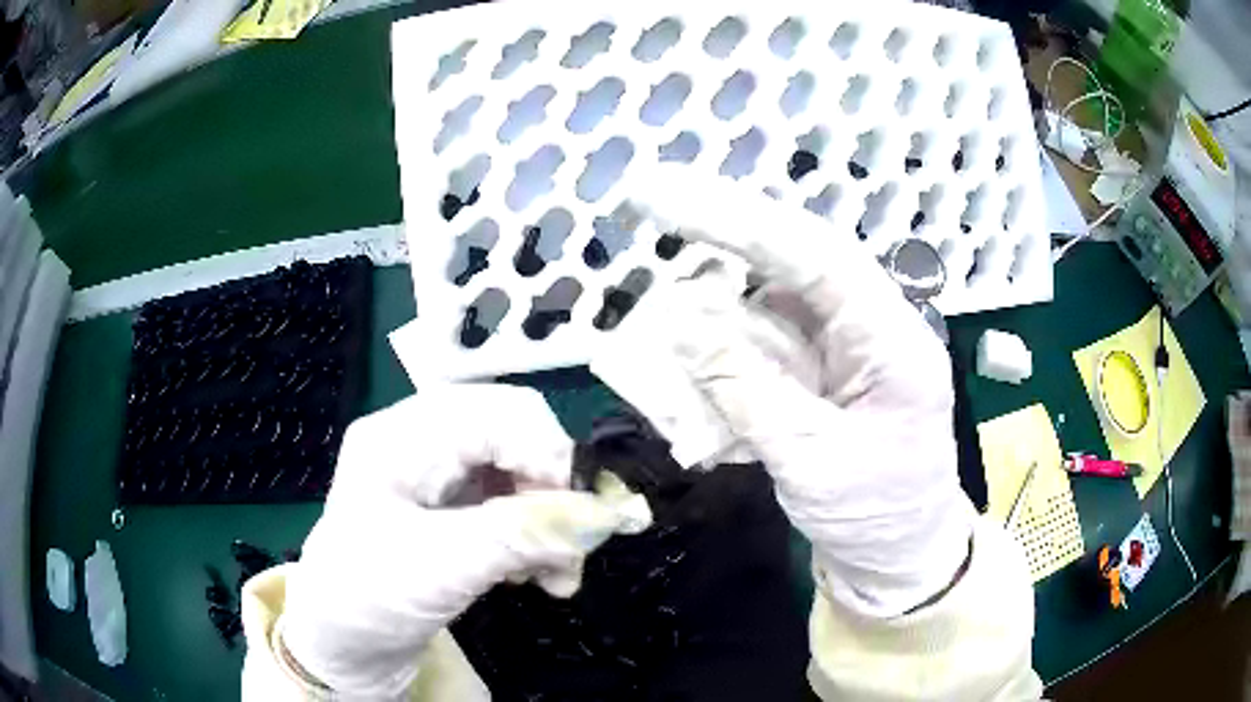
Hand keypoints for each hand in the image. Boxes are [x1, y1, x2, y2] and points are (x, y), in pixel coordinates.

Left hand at [279, 385, 639, 696]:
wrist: (343, 645)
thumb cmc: (367, 599)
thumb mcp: (439, 567)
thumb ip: (519, 535)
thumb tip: (603, 514)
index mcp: (400, 437)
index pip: (495, 413)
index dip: (548, 454)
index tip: (583, 515)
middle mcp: (420, 442)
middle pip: (514, 433)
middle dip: (553, 488)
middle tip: (572, 544)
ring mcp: (438, 475)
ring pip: (521, 469)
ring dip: (551, 517)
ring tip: (557, 574)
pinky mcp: (453, 507)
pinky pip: (513, 501)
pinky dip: (537, 534)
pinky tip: (536, 572)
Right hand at [630, 167, 975, 617]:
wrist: (900, 557)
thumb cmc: (875, 518)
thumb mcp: (811, 464)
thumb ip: (748, 392)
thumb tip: (684, 324)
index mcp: (892, 342)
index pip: (816, 256)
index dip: (741, 222)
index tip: (669, 198)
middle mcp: (872, 325)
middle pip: (796, 258)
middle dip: (725, 229)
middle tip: (651, 198)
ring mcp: (846, 346)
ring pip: (773, 298)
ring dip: (715, 297)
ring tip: (661, 296)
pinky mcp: (823, 371)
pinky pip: (766, 341)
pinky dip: (723, 344)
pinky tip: (687, 352)